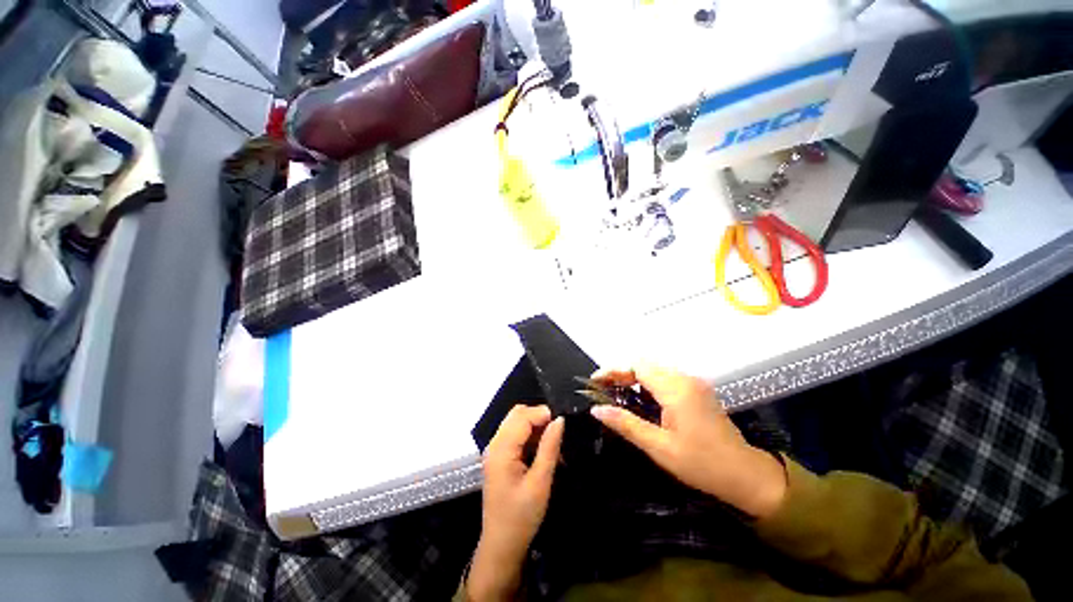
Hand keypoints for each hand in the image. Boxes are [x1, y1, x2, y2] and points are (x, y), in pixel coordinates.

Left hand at [468, 405, 564, 600]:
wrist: (501, 546)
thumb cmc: (521, 517)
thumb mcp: (540, 482)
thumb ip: (549, 448)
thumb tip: (560, 420)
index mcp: (502, 449)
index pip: (522, 416)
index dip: (543, 414)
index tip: (564, 422)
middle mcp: (495, 443)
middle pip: (517, 414)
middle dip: (539, 417)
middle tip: (559, 430)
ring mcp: (495, 450)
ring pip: (516, 423)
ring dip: (535, 426)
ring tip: (555, 441)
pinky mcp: (499, 457)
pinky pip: (515, 435)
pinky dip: (530, 436)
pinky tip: (544, 449)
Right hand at [590, 364, 786, 518]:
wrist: (747, 475)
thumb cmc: (702, 464)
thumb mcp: (659, 447)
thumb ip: (626, 424)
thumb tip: (596, 410)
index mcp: (676, 389)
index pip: (638, 366)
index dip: (614, 370)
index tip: (595, 381)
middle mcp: (685, 378)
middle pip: (645, 364)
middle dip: (621, 373)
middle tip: (603, 389)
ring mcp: (693, 382)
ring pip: (655, 370)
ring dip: (634, 377)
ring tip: (617, 393)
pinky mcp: (697, 389)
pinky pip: (666, 377)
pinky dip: (647, 383)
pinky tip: (640, 399)